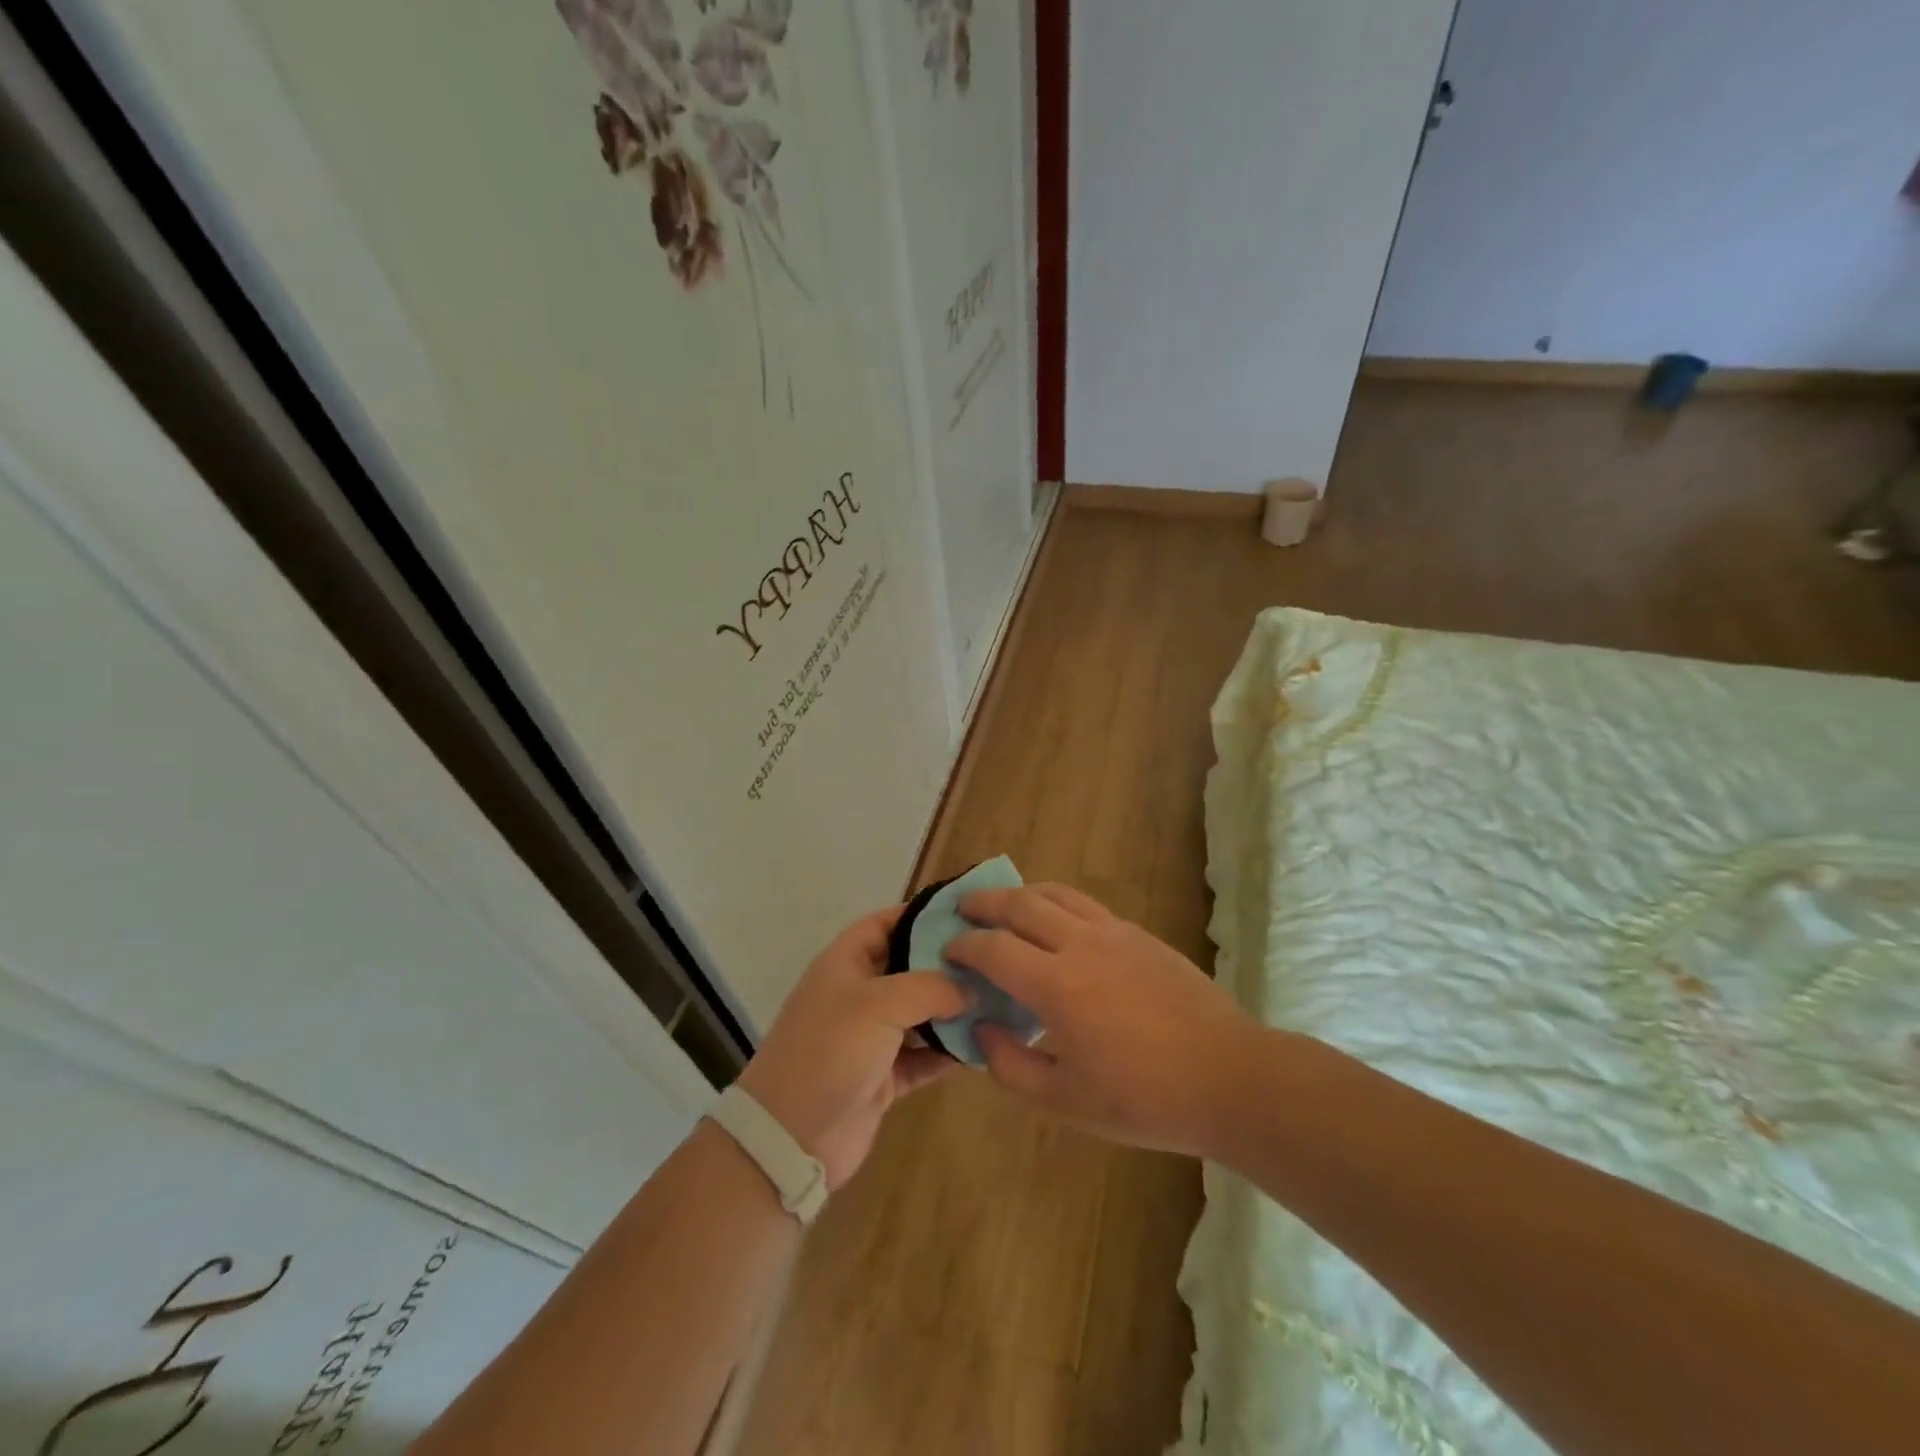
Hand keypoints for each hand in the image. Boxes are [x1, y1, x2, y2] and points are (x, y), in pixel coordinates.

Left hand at [738, 906, 970, 1189]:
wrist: (790, 1138)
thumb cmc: (830, 1052)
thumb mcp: (878, 1004)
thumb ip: (930, 987)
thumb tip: (970, 987)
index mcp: (845, 963)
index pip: (885, 923)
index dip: (920, 914)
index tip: (966, 913)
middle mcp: (859, 995)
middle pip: (909, 968)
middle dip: (947, 964)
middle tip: (995, 959)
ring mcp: (871, 1038)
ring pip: (921, 1014)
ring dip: (954, 1010)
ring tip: (1000, 999)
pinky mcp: (884, 1077)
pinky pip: (924, 1057)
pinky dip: (948, 1052)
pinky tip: (984, 1046)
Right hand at [947, 884, 1256, 1155]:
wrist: (1228, 1077)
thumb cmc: (1144, 1099)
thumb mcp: (1067, 1102)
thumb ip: (1012, 1067)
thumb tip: (981, 1030)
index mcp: (1057, 987)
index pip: (994, 949)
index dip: (964, 946)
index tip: (948, 951)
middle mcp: (1081, 945)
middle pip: (1020, 904)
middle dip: (984, 902)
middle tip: (963, 908)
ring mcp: (1114, 933)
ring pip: (1056, 893)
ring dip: (1021, 893)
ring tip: (1004, 905)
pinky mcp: (1139, 934)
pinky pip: (1086, 904)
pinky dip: (1057, 902)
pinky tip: (1056, 923)